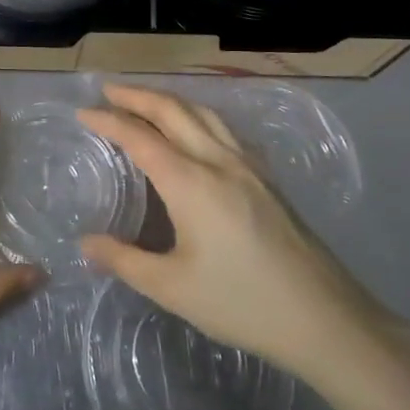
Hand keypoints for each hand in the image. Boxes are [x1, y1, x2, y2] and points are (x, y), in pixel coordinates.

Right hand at [77, 84, 386, 383]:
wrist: (326, 319)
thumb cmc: (242, 303)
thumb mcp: (172, 288)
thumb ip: (124, 260)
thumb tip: (85, 244)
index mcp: (191, 182)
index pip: (140, 137)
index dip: (109, 120)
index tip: (83, 111)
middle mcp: (219, 161)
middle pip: (174, 111)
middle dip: (138, 95)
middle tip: (109, 89)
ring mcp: (249, 166)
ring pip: (204, 114)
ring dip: (170, 100)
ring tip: (147, 100)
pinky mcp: (268, 179)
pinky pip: (224, 129)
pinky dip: (198, 115)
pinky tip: (198, 129)